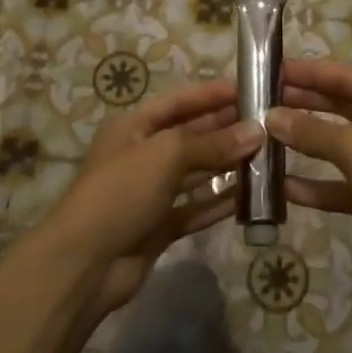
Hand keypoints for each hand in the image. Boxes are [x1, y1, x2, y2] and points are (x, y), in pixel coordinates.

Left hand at [38, 78, 263, 317]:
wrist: (83, 265)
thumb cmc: (120, 193)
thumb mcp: (165, 155)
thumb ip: (211, 143)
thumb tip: (256, 132)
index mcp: (133, 127)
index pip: (179, 101)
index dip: (212, 94)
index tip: (250, 87)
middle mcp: (142, 154)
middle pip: (190, 135)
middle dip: (226, 128)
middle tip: (268, 123)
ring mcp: (151, 192)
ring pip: (196, 171)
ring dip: (227, 164)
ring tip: (266, 155)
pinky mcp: (159, 225)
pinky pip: (195, 207)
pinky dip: (219, 201)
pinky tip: (249, 196)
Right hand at [268, 59, 351, 291]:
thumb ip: (312, 131)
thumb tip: (270, 117)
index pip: (341, 76)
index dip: (305, 72)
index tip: (268, 68)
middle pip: (337, 107)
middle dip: (300, 104)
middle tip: (258, 101)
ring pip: (335, 146)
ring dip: (303, 143)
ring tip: (262, 137)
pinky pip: (337, 184)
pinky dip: (313, 185)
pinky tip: (281, 187)